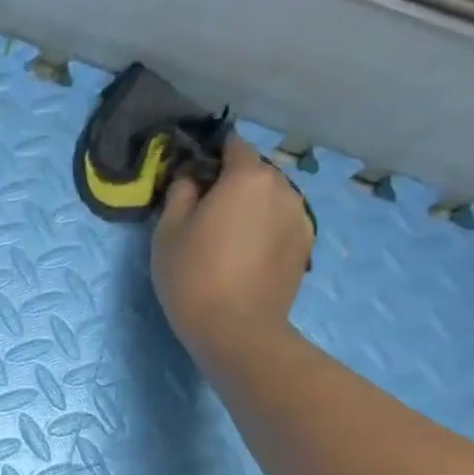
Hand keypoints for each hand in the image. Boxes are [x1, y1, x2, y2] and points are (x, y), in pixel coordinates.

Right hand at [151, 135, 312, 358]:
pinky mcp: (305, 246)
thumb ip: (180, 193)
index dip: (211, 156)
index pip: (233, 145)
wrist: (236, 329)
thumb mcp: (168, 231)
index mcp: (247, 177)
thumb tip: (191, 178)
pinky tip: (246, 256)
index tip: (193, 176)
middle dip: (232, 184)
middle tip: (205, 213)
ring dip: (251, 208)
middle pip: (254, 173)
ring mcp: (300, 217)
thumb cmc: (193, 275)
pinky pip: (281, 224)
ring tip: (227, 237)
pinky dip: (265, 230)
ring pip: (270, 199)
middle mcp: (282, 188)